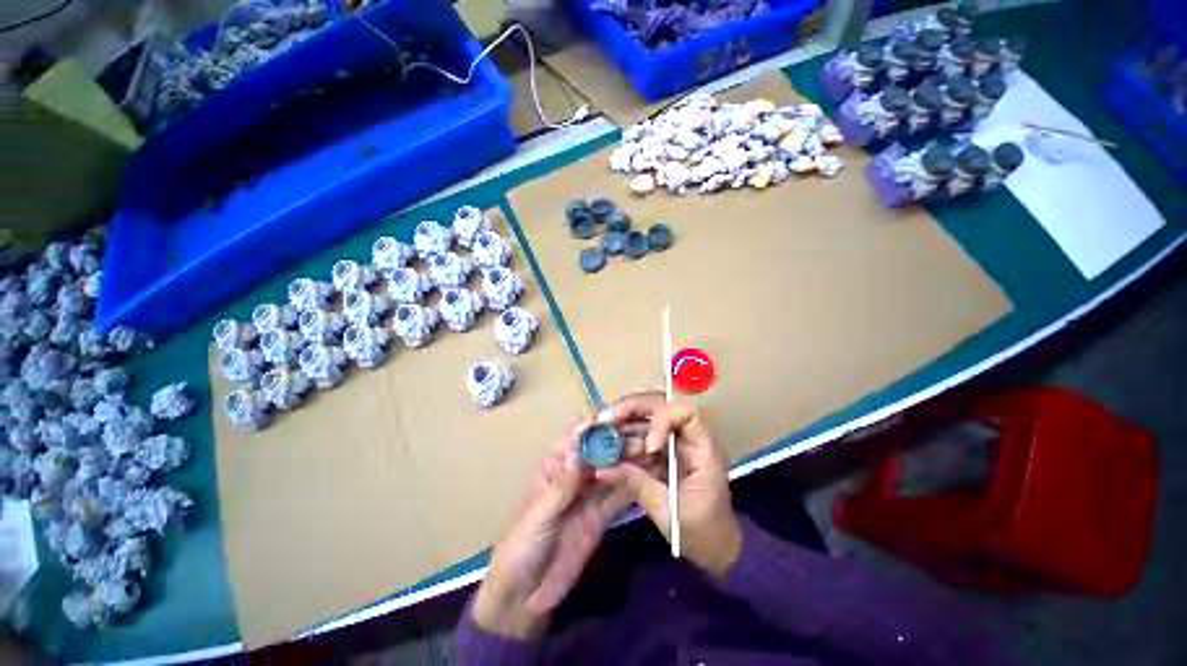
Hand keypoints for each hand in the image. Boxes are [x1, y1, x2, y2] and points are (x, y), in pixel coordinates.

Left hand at [472, 419, 632, 639]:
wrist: (525, 595)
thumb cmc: (522, 545)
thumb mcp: (539, 514)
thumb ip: (562, 486)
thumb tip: (583, 454)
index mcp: (553, 468)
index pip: (574, 440)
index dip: (591, 428)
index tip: (613, 419)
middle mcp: (574, 476)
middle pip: (597, 452)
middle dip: (615, 442)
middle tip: (639, 435)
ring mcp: (589, 495)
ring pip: (611, 470)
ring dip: (628, 460)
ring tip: (649, 449)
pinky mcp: (601, 515)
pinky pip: (618, 495)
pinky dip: (632, 484)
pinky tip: (649, 475)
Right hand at [595, 393, 742, 578]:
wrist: (715, 547)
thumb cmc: (702, 532)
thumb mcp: (669, 512)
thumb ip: (637, 485)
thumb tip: (602, 469)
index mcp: (703, 450)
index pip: (686, 414)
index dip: (663, 420)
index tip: (648, 446)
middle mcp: (688, 438)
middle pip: (661, 406)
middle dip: (632, 409)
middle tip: (606, 419)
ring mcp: (674, 442)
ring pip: (647, 417)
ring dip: (623, 421)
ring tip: (601, 431)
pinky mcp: (662, 451)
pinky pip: (641, 435)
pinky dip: (623, 437)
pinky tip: (608, 446)